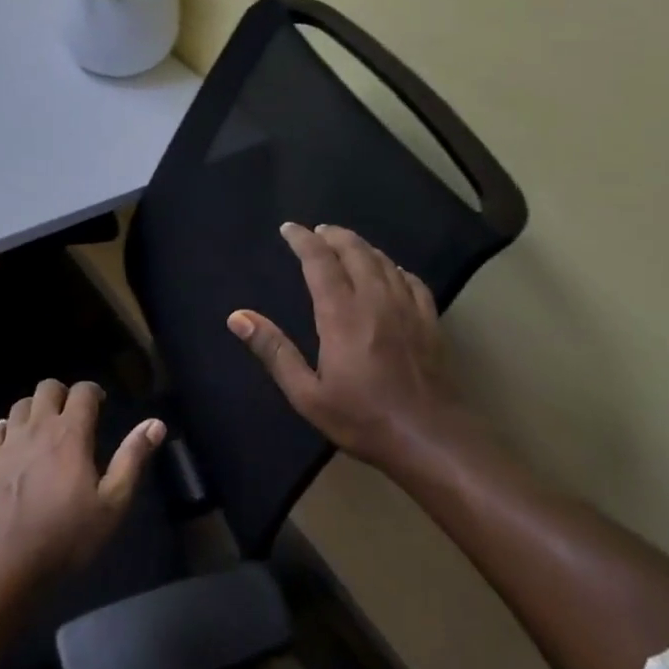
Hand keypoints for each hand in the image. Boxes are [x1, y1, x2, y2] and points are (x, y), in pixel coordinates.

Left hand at [0, 379, 165, 594]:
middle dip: (63, 394)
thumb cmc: (67, 536)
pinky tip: (14, 443)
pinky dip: (7, 428)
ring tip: (46, 429)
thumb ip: (132, 458)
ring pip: (20, 404)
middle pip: (47, 387)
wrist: (7, 564)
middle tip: (74, 416)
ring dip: (36, 409)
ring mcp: (8, 442)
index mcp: (70, 434)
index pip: (82, 391)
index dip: (94, 392)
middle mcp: (38, 427)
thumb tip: (155, 423)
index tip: (101, 406)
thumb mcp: (112, 503)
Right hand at [228, 223, 462, 468]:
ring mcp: (407, 308)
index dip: (303, 240)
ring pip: (383, 261)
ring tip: (346, 244)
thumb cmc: (363, 419)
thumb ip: (274, 351)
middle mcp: (375, 300)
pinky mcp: (430, 321)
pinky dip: (394, 267)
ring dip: (361, 246)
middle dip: (333, 235)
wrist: (430, 439)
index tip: (288, 228)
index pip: (319, 261)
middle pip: (355, 251)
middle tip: (317, 231)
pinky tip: (390, 272)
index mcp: (341, 314)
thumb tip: (238, 317)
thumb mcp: (307, 394)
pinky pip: (411, 280)